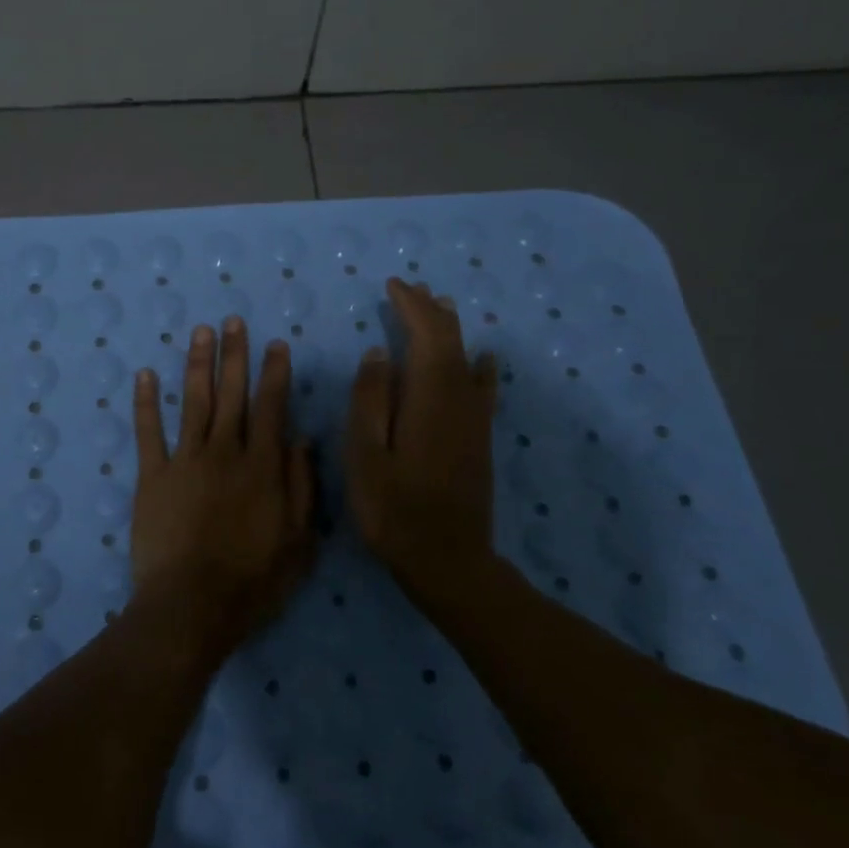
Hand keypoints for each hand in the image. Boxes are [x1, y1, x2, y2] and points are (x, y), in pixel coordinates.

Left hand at [130, 317, 316, 660]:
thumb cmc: (253, 581)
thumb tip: (301, 439)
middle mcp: (224, 452)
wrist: (192, 605)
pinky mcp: (152, 475)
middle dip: (234, 355)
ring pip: (193, 402)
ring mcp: (185, 460)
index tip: (275, 344)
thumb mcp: (299, 541)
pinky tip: (144, 375)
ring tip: (200, 332)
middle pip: (231, 394)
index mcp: (262, 467)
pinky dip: (145, 402)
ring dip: (197, 364)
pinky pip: (148, 432)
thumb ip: (301, 486)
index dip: (274, 373)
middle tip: (232, 321)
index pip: (271, 408)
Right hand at [346, 278, 499, 612]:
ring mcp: (474, 421)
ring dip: (452, 330)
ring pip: (468, 360)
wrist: (446, 560)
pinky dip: (479, 365)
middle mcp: (459, 401)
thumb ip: (370, 400)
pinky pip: (483, 388)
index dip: (412, 307)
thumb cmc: (393, 509)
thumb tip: (379, 353)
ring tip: (439, 307)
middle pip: (451, 342)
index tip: (393, 286)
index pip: (427, 336)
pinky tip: (483, 359)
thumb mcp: (364, 454)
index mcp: (429, 399)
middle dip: (431, 311)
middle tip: (410, 289)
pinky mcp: (479, 439)